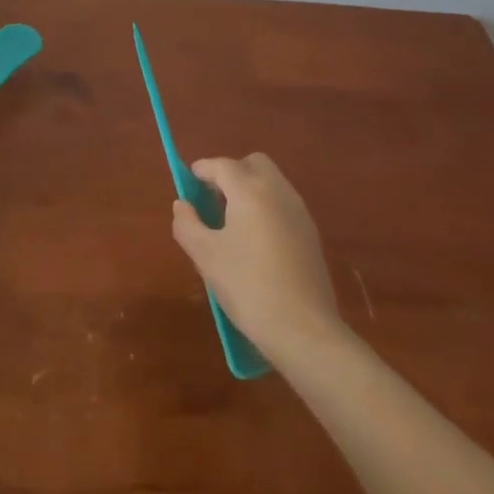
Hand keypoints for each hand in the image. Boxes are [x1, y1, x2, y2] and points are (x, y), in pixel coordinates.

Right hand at [171, 153, 343, 362]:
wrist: (304, 330)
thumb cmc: (248, 287)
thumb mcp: (205, 256)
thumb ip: (187, 224)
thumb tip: (182, 205)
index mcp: (250, 190)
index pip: (222, 165)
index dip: (202, 170)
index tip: (189, 182)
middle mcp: (277, 191)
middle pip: (252, 163)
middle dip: (231, 173)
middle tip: (214, 199)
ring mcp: (298, 211)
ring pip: (271, 182)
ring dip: (250, 189)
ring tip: (233, 222)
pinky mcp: (311, 233)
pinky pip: (283, 204)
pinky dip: (266, 207)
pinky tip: (257, 241)